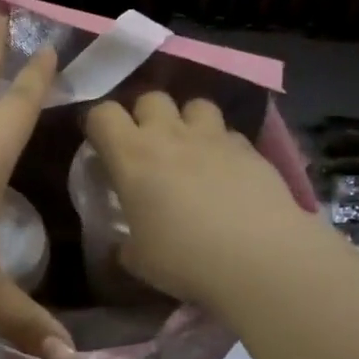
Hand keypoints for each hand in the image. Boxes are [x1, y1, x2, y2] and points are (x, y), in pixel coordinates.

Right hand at [84, 92, 319, 308]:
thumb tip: (124, 245)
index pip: (102, 114)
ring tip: (190, 151)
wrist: (260, 259)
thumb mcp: (139, 260)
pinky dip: (222, 146)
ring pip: (195, 105)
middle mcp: (170, 135)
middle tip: (147, 149)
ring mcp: (214, 138)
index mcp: (132, 157)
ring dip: (187, 122)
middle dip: (145, 117)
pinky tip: (226, 173)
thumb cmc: (185, 259)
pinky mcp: (250, 149)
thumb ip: (125, 243)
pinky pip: (229, 134)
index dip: (98, 126)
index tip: (101, 149)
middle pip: (151, 98)